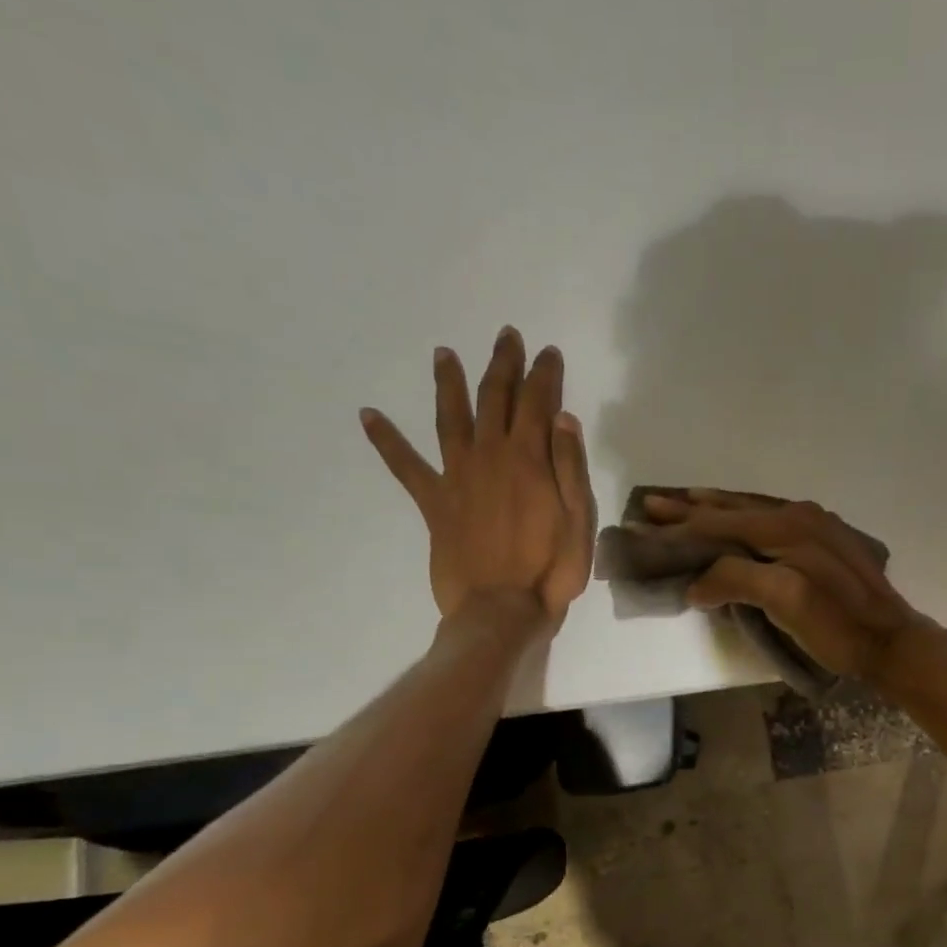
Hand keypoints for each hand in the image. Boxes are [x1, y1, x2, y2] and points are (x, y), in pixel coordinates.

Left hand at [361, 329, 595, 629]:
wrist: (500, 610)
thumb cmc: (550, 570)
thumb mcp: (579, 520)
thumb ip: (570, 467)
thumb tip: (563, 417)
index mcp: (529, 459)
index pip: (538, 402)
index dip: (544, 374)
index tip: (547, 352)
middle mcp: (489, 456)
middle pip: (495, 398)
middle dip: (502, 365)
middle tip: (506, 336)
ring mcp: (457, 476)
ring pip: (450, 418)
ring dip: (448, 384)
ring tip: (443, 353)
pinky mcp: (434, 502)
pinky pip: (405, 466)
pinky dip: (386, 440)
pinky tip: (368, 415)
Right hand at [643, 489, 934, 681]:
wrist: (891, 640)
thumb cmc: (836, 626)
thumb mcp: (785, 603)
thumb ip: (737, 581)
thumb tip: (696, 583)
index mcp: (786, 526)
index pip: (720, 523)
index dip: (679, 527)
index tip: (644, 526)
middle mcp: (799, 514)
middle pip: (734, 509)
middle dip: (691, 508)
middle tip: (651, 504)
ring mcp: (815, 524)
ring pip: (753, 509)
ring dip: (715, 507)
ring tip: (684, 501)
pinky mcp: (824, 538)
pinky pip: (771, 518)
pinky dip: (743, 516)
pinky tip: (735, 519)